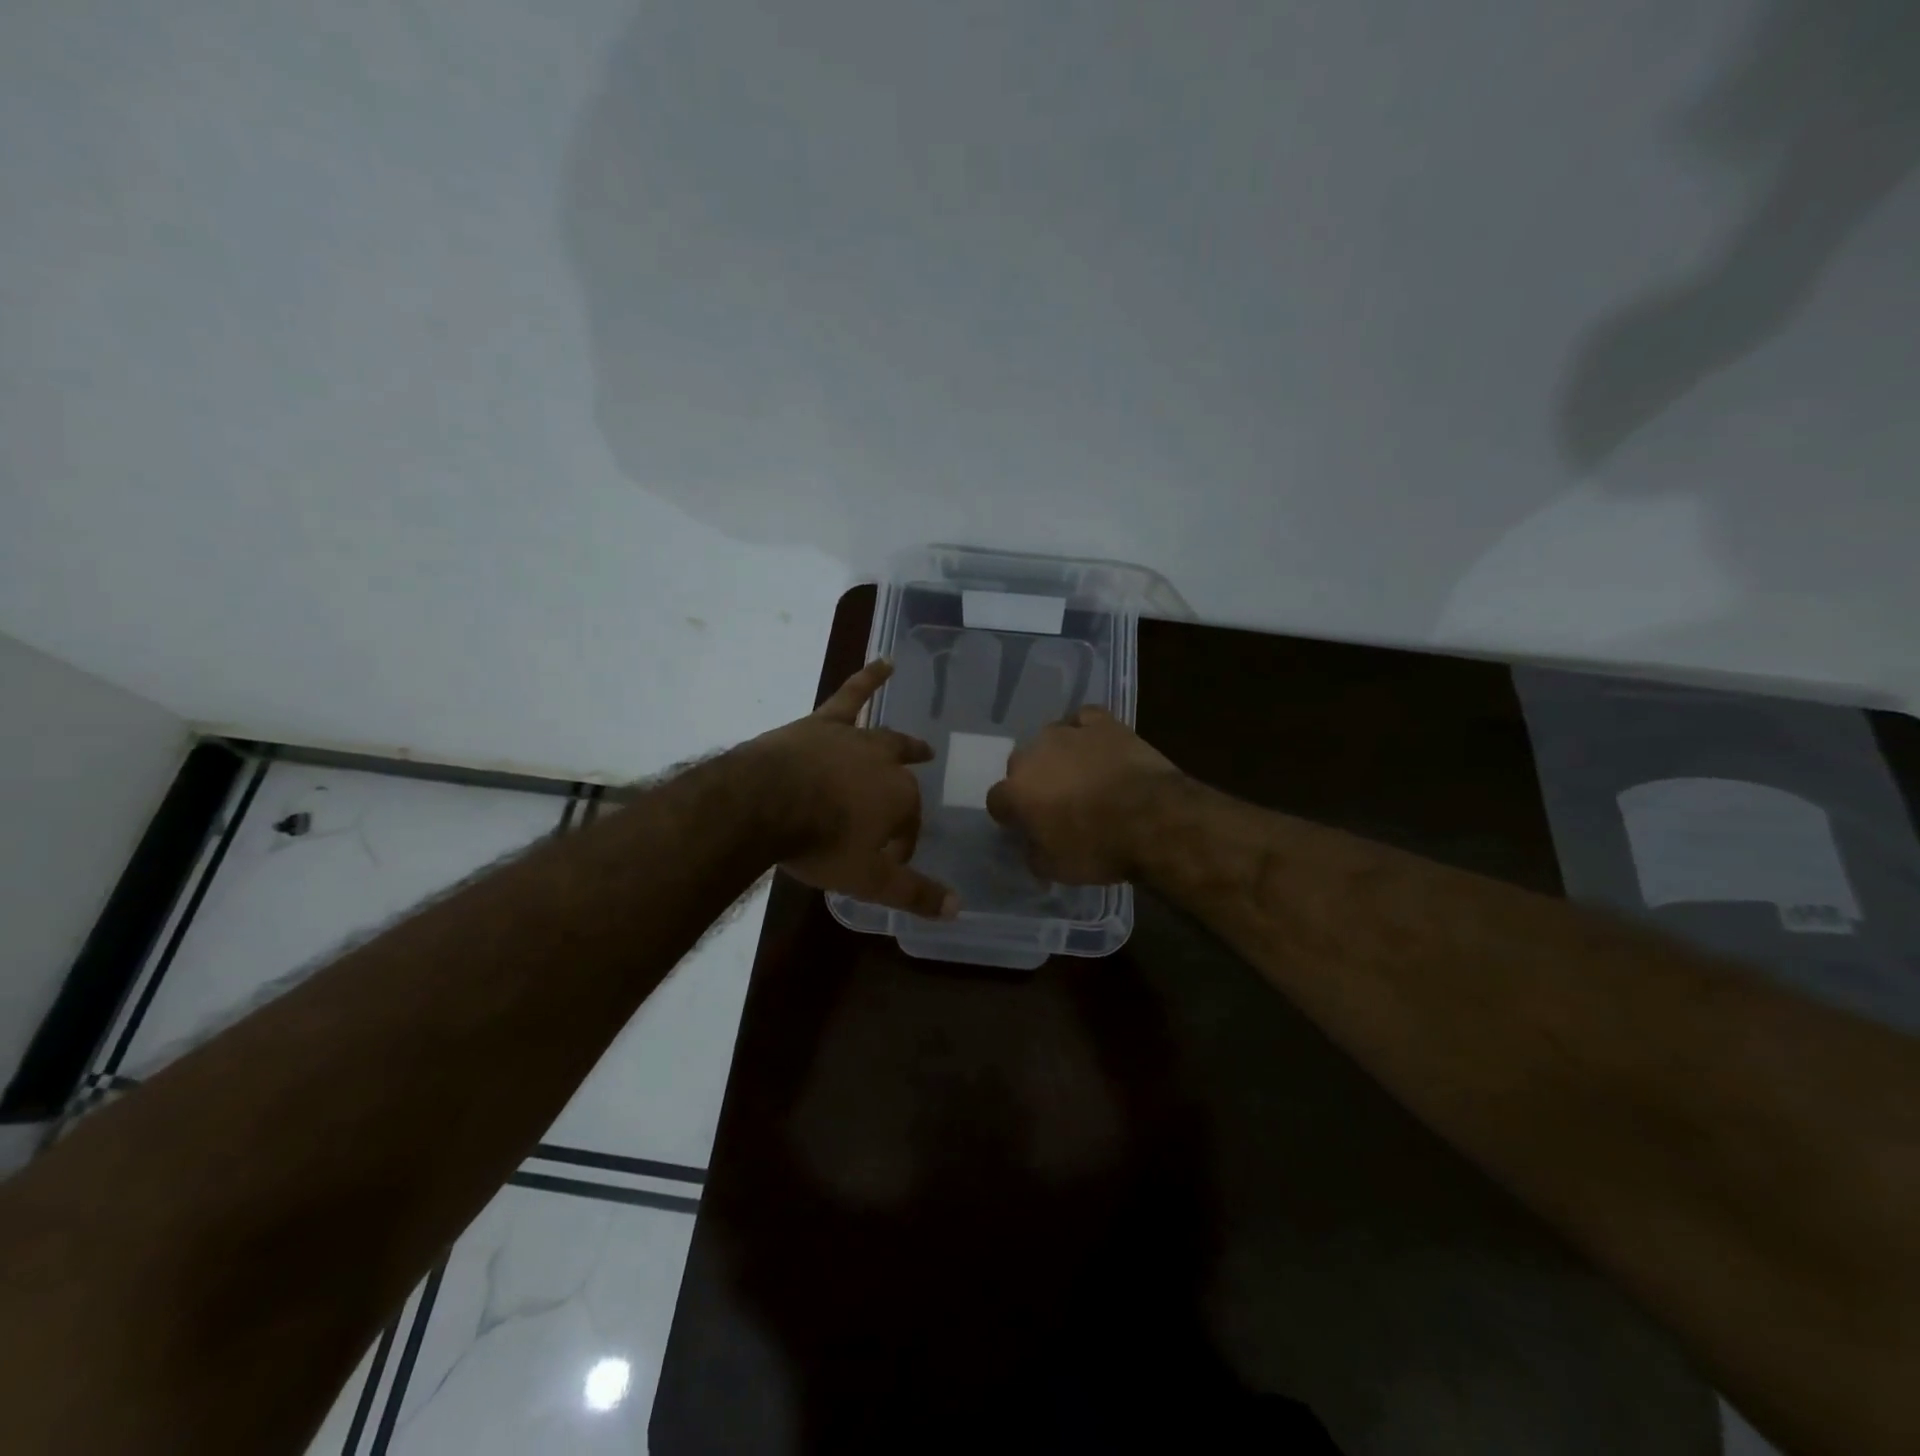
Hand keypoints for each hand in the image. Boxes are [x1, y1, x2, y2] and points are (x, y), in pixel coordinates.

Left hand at [749, 659, 958, 918]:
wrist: (764, 804)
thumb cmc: (819, 843)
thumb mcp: (868, 879)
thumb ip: (913, 893)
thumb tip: (957, 908)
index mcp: (900, 798)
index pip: (909, 824)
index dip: (901, 844)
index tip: (886, 861)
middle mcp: (885, 763)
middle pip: (902, 781)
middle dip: (906, 797)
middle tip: (905, 811)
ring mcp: (855, 739)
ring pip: (886, 739)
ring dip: (904, 745)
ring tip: (920, 747)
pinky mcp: (823, 723)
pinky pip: (851, 696)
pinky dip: (869, 678)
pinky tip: (884, 662)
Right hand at [986, 707, 1182, 883]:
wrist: (1153, 819)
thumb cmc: (1099, 848)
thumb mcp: (1055, 868)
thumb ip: (1032, 851)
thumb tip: (1031, 843)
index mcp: (1016, 791)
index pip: (997, 801)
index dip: (1011, 815)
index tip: (1026, 827)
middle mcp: (1034, 755)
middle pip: (1021, 765)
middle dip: (1032, 782)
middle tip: (1055, 803)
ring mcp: (1068, 733)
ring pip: (1050, 739)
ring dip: (1058, 756)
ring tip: (1080, 775)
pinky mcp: (1102, 723)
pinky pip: (1084, 720)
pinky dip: (1085, 731)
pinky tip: (1095, 745)